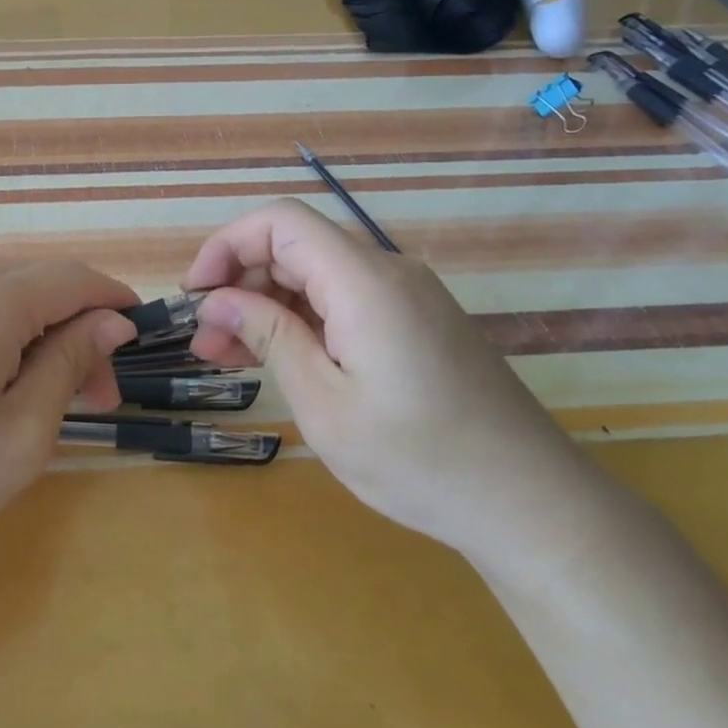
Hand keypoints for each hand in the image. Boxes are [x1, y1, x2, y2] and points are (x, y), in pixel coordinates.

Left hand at [0, 262, 138, 578]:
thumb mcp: (23, 431)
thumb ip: (70, 361)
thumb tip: (110, 320)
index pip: (70, 278)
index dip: (113, 300)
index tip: (140, 338)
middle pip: (35, 290)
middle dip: (78, 332)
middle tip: (100, 398)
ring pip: (2, 305)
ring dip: (40, 341)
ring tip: (53, 402)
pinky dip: (2, 344)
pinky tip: (3, 391)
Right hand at [184, 200, 604, 568]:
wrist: (531, 505)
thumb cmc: (418, 459)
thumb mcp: (323, 401)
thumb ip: (267, 336)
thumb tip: (215, 301)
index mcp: (364, 281)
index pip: (280, 222)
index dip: (226, 246)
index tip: (196, 296)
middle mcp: (388, 273)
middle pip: (296, 248)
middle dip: (240, 284)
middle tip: (205, 343)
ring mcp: (408, 298)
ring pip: (317, 277)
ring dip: (267, 308)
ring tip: (228, 358)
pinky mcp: (417, 323)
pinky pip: (345, 302)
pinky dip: (303, 323)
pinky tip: (279, 360)